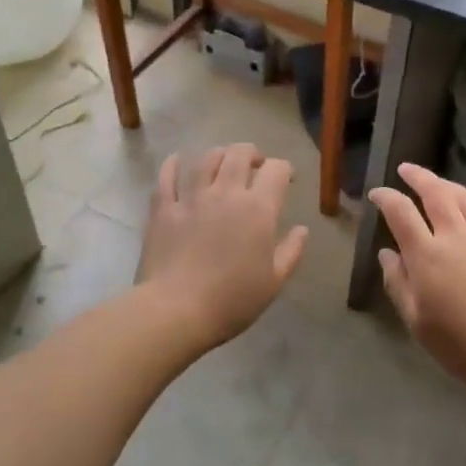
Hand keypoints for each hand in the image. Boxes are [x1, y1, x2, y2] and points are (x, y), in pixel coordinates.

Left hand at [137, 144, 308, 351]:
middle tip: (255, 165)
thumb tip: (302, 229)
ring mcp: (191, 197)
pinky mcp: (163, 208)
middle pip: (239, 154)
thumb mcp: (274, 282)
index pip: (276, 170)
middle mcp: (226, 193)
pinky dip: (173, 164)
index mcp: (258, 209)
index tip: (287, 179)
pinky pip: (166, 176)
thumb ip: (291, 251)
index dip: (284, 169)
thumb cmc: (232, 300)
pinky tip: (176, 161)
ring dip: (219, 154)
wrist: (176, 310)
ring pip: (206, 159)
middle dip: (252, 154)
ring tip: (222, 161)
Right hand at [368, 164, 465, 392]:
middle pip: (436, 194)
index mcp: (427, 255)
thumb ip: (398, 284)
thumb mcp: (417, 322)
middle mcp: (456, 236)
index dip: (386, 198)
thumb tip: (386, 254)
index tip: (377, 193)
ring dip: (451, 185)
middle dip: (418, 177)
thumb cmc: (462, 345)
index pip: (400, 213)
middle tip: (406, 169)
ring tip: (440, 182)